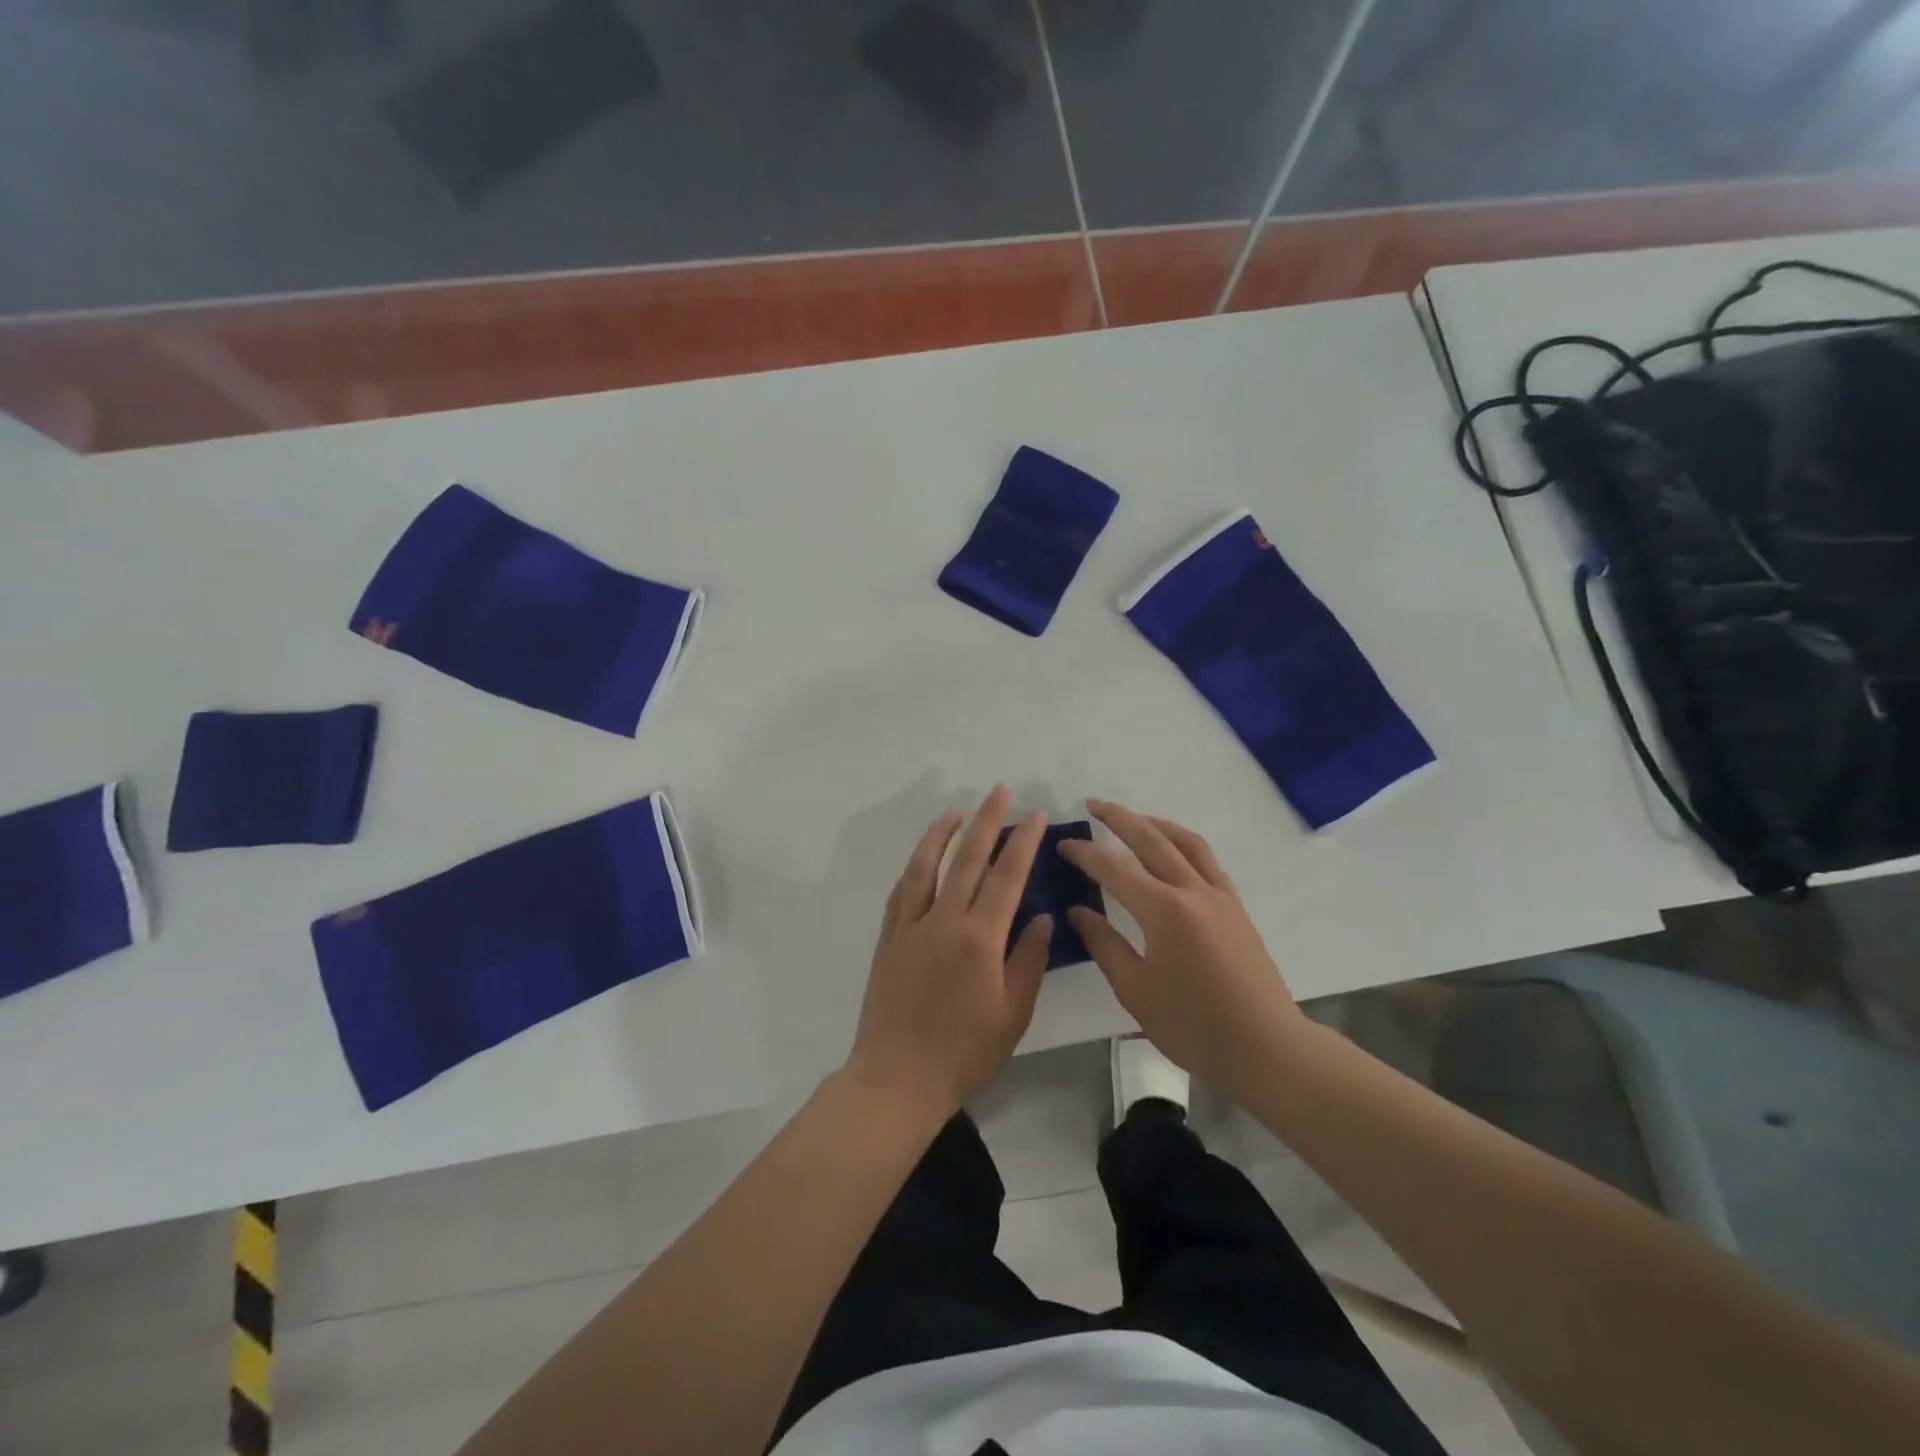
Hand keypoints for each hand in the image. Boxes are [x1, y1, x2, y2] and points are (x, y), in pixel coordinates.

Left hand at [847, 787, 1052, 1117]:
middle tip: (1000, 792)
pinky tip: (922, 857)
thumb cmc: (964, 1052)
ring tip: (957, 812)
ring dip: (942, 833)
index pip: (1006, 876)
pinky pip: (902, 890)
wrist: (898, 1077)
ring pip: (926, 866)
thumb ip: (1029, 959)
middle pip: (967, 858)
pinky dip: (914, 866)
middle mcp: (943, 920)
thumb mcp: (1013, 1012)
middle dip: (986, 821)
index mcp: (979, 938)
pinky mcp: (888, 939)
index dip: (1022, 842)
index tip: (1034, 816)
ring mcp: (910, 926)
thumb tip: (1039, 915)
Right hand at [1060, 800, 1305, 1099]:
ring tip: (1134, 818)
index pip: (1114, 869)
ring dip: (1155, 823)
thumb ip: (1104, 944)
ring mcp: (1219, 895)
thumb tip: (1077, 911)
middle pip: (1151, 840)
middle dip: (1119, 818)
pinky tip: (1174, 851)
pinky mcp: (1235, 907)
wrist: (1266, 1047)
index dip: (1085, 854)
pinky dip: (1184, 843)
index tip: (1063, 844)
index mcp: (1163, 911)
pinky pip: (1207, 859)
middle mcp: (1192, 890)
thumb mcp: (1135, 991)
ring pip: (1185, 842)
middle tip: (1093, 804)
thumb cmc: (1193, 1026)